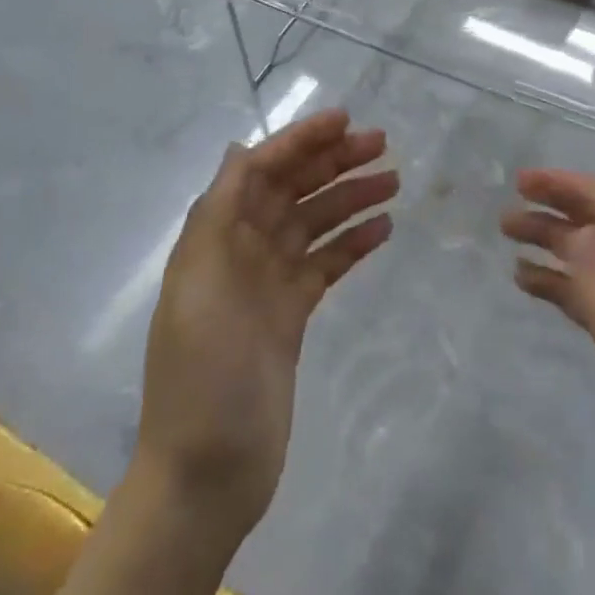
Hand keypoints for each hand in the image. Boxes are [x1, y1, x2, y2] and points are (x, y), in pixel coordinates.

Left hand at [136, 108, 397, 549]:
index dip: (299, 141)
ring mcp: (268, 283)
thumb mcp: (200, 283)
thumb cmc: (202, 373)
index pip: (260, 170)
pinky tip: (383, 228)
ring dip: (350, 197)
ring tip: (394, 182)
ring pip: (314, 223)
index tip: (344, 120)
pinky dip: (352, 243)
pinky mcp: (291, 315)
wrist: (208, 474)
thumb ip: (218, 212)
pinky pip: (326, 264)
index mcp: (215, 236)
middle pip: (292, 190)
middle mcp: (241, 250)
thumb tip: (239, 149)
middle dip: (332, 162)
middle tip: (382, 144)